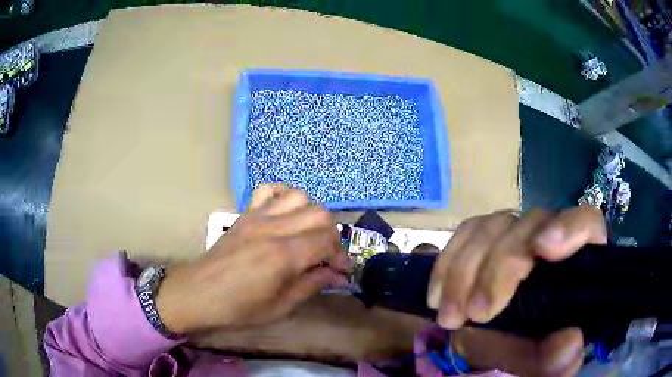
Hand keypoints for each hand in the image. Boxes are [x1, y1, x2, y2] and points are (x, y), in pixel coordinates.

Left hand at [155, 184, 349, 334]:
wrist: (199, 293)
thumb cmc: (239, 308)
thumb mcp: (280, 307)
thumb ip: (311, 285)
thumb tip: (336, 275)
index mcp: (283, 256)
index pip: (327, 240)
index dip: (341, 255)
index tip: (341, 271)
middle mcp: (273, 229)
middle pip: (319, 213)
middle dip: (331, 235)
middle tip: (325, 256)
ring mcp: (257, 217)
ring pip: (298, 196)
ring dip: (311, 214)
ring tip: (307, 234)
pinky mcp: (245, 214)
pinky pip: (268, 190)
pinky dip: (283, 196)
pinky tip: (284, 214)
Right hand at [428, 205, 605, 375]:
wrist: (492, 345)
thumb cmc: (526, 351)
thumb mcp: (541, 364)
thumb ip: (558, 360)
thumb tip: (570, 342)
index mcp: (578, 263)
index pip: (586, 223)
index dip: (569, 227)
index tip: (542, 249)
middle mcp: (551, 237)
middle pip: (532, 224)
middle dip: (501, 267)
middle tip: (477, 313)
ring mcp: (516, 233)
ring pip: (494, 226)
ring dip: (465, 271)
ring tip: (450, 316)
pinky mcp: (486, 237)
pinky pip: (466, 233)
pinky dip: (448, 264)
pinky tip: (437, 296)